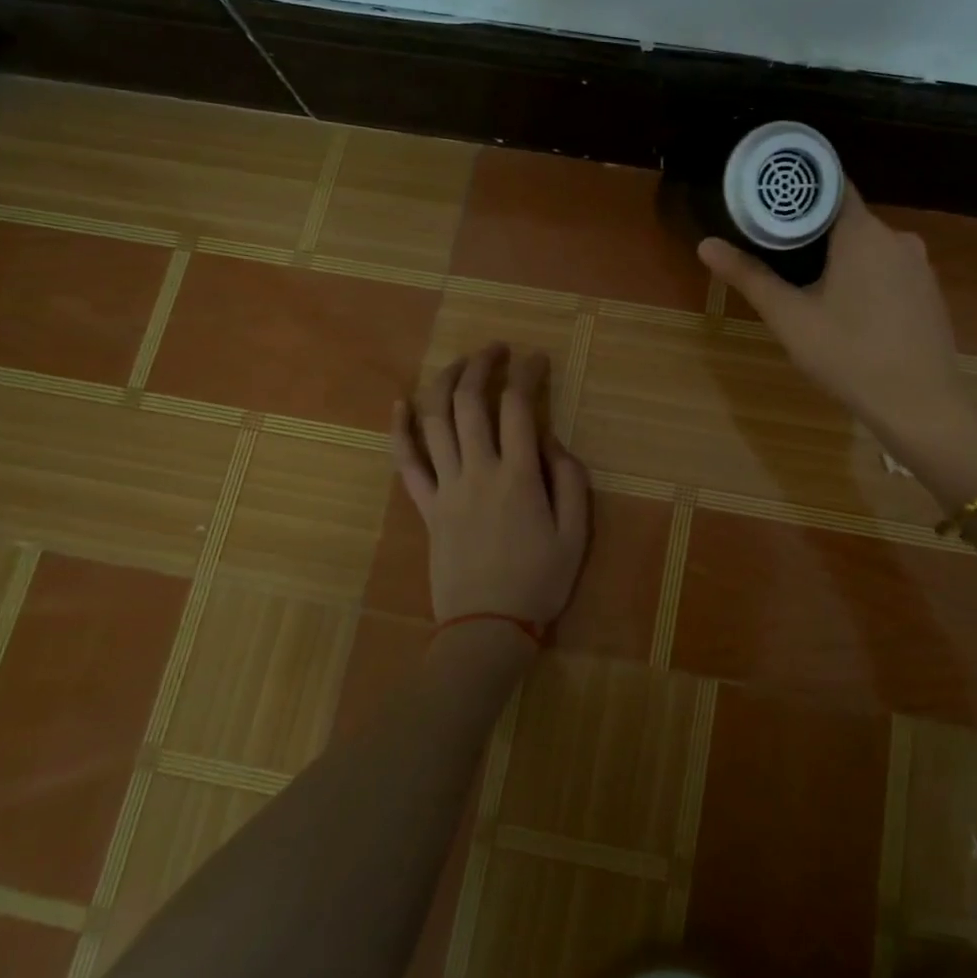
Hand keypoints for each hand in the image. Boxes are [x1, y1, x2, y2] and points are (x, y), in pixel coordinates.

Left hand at [391, 343, 591, 631]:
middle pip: (471, 402)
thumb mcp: (576, 535)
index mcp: (519, 477)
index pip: (519, 407)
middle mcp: (478, 471)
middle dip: (482, 365)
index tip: (537, 358)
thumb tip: (552, 441)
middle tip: (495, 349)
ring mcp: (446, 487)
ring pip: (435, 421)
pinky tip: (400, 403)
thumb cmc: (539, 582)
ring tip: (459, 363)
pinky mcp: (425, 507)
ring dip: (444, 383)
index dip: (528, 374)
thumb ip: (570, 480)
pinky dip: (399, 430)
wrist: (487, 629)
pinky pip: (406, 462)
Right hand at [699, 187, 964, 443]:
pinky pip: (889, 270)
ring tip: (806, 284)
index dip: (798, 191)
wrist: (920, 405)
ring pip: (869, 247)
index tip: (768, 202)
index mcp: (863, 232)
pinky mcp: (929, 292)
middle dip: (813, 232)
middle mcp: (898, 237)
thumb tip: (706, 244)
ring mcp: (919, 265)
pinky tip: (848, 310)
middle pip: (847, 219)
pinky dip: (865, 278)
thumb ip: (749, 277)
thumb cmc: (849, 355)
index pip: (830, 186)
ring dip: (839, 258)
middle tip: (775, 252)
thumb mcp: (790, 318)